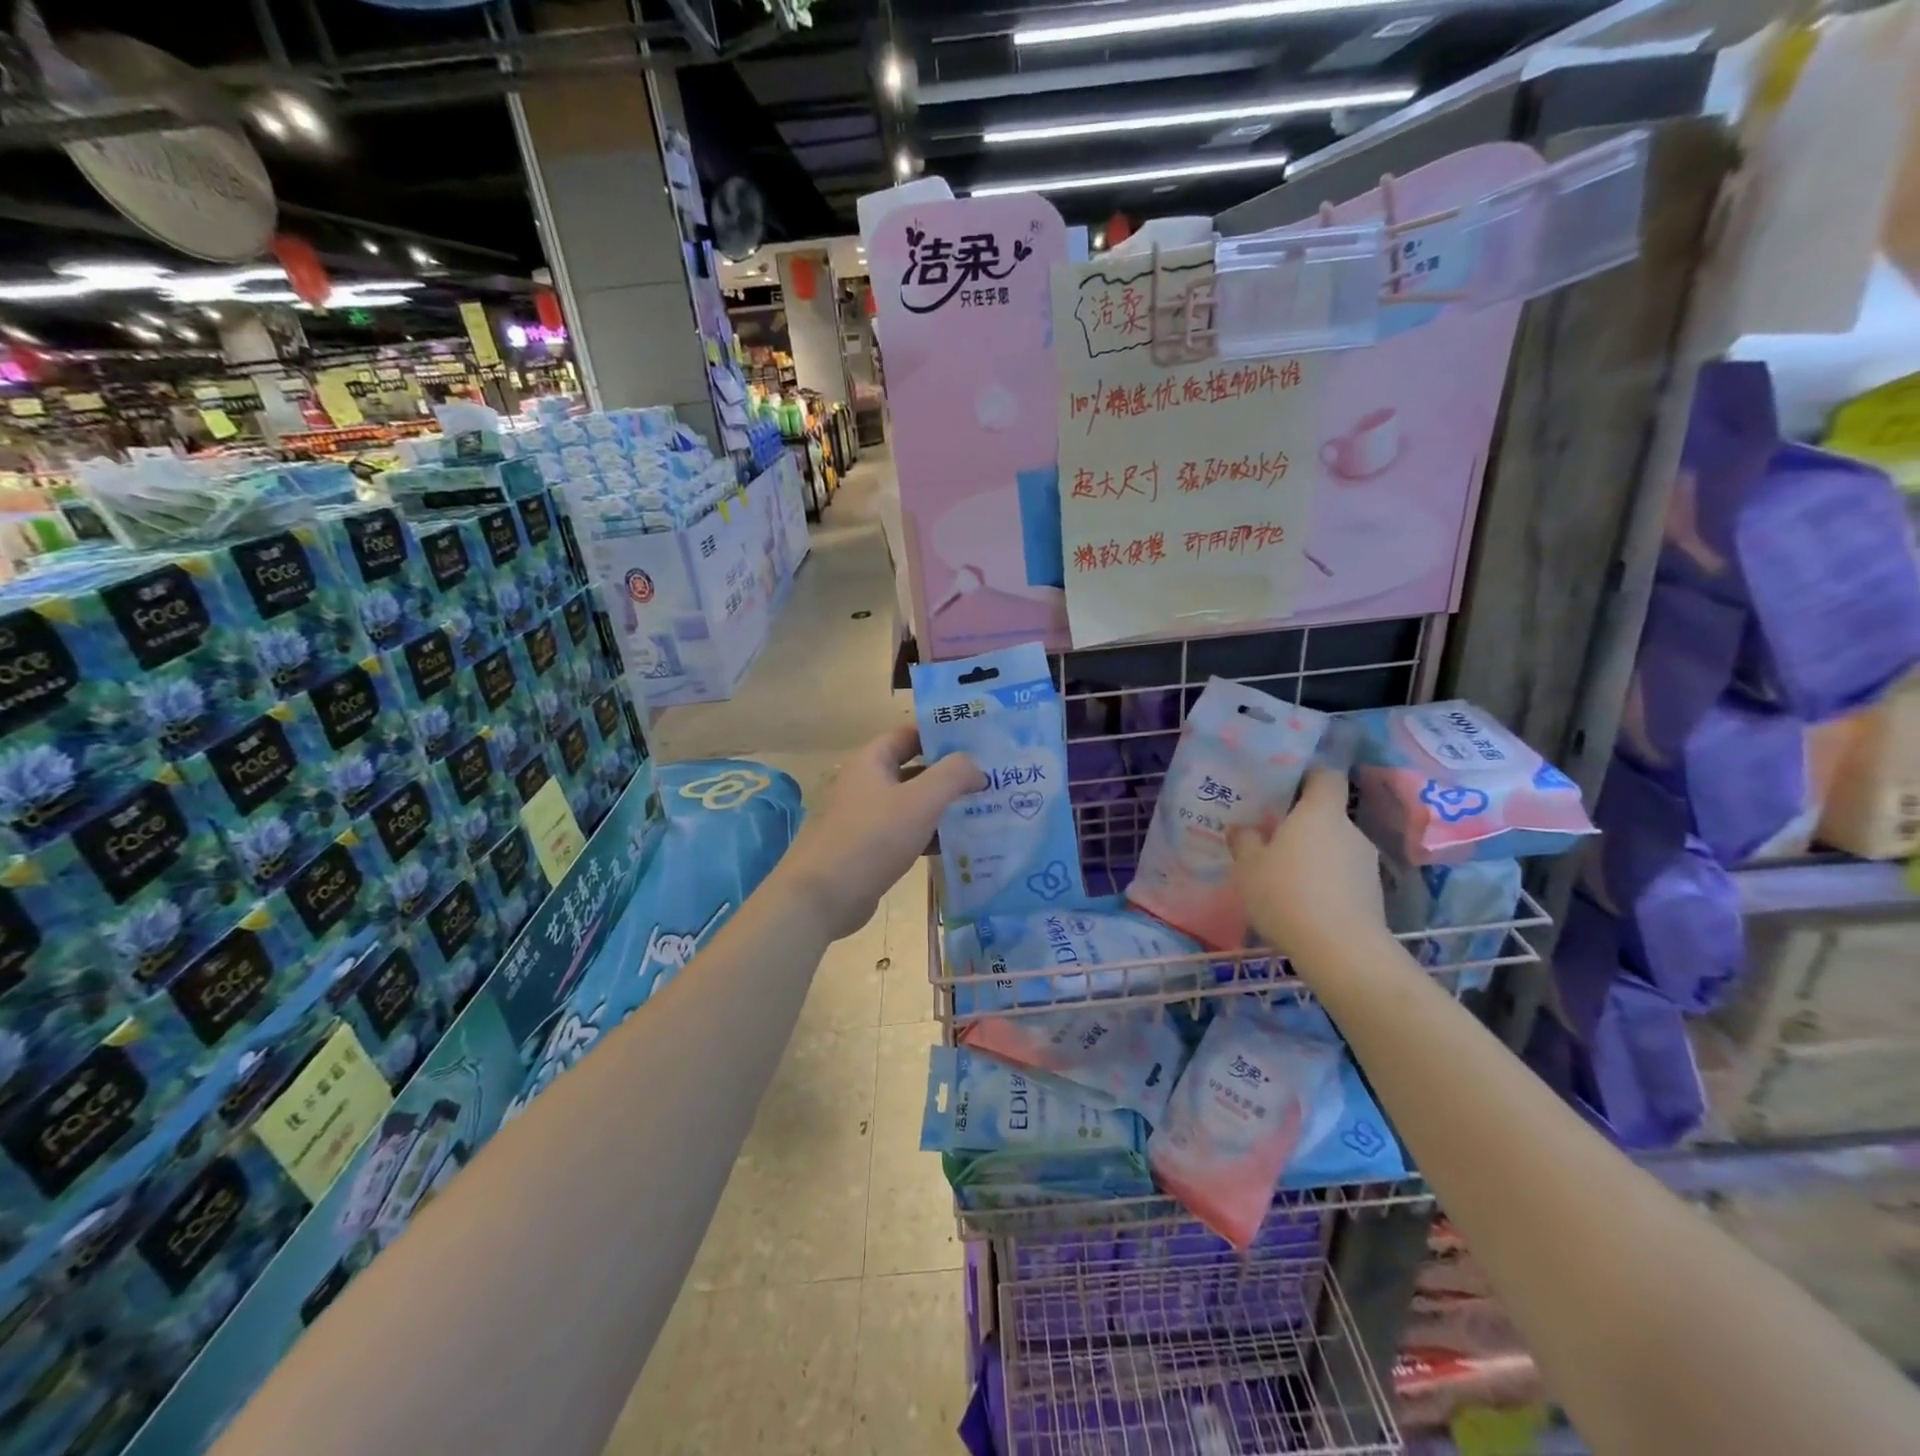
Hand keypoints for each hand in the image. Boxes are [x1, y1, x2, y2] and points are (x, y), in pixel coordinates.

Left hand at [775, 724, 984, 942]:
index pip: (911, 734)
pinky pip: (907, 832)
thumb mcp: (920, 801)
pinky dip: (931, 835)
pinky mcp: (871, 848)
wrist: (822, 896)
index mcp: (872, 761)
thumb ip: (953, 776)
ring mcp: (867, 817)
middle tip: (991, 777)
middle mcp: (867, 783)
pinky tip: (960, 845)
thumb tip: (977, 767)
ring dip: (944, 806)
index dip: (944, 734)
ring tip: (985, 809)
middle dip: (950, 773)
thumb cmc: (872, 838)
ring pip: (913, 803)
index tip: (980, 740)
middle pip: (915, 768)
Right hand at [1227, 769, 1383, 961]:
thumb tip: (1243, 829)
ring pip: (1335, 848)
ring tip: (1285, 877)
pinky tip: (1303, 903)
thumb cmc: (1287, 893)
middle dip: (1303, 825)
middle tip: (1272, 839)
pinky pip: (1343, 876)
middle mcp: (1350, 830)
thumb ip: (1245, 841)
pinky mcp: (1374, 894)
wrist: (1341, 949)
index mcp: (1320, 813)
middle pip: (1327, 816)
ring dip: (1315, 857)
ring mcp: (1367, 863)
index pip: (1326, 776)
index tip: (1286, 787)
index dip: (1308, 777)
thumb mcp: (1249, 866)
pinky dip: (1326, 883)